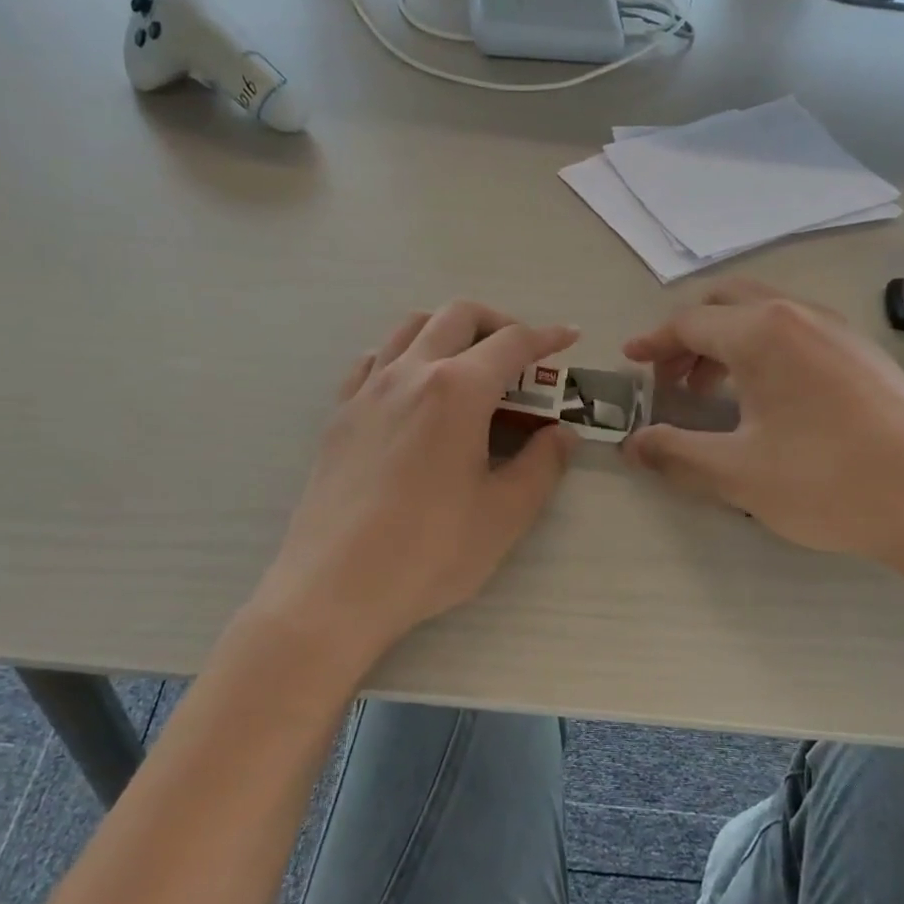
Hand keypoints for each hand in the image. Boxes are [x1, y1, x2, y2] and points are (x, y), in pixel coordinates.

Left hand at [251, 302, 578, 658]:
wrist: (334, 587)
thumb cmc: (429, 552)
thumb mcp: (504, 514)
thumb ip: (542, 465)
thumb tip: (561, 434)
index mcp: (457, 390)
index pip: (512, 343)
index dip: (547, 336)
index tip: (569, 336)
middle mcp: (410, 373)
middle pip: (457, 316)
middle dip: (497, 322)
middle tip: (521, 356)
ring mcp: (367, 390)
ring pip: (410, 327)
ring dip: (448, 329)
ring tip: (468, 364)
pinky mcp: (340, 414)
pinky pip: (372, 360)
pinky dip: (402, 354)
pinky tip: (411, 388)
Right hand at [621, 280, 903, 571]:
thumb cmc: (829, 481)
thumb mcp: (737, 473)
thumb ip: (675, 453)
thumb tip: (632, 445)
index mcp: (763, 331)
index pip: (689, 322)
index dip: (653, 344)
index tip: (629, 363)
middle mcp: (800, 315)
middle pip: (726, 303)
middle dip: (689, 336)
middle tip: (670, 381)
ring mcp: (839, 331)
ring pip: (764, 315)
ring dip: (726, 343)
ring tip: (713, 394)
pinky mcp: (865, 354)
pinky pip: (796, 333)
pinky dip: (763, 351)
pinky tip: (768, 401)